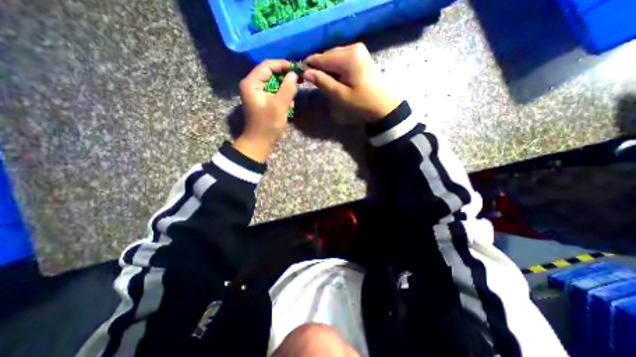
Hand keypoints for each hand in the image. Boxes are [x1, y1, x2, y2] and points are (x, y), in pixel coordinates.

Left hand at [235, 61, 299, 162]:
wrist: (260, 141)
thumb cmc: (268, 124)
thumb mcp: (279, 105)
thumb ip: (287, 88)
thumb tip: (294, 74)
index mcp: (251, 82)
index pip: (267, 65)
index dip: (283, 65)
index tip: (297, 69)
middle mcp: (252, 84)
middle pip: (270, 73)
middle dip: (285, 77)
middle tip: (299, 80)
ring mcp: (257, 92)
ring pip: (273, 83)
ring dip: (285, 88)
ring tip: (293, 96)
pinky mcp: (262, 100)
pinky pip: (273, 92)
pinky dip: (282, 95)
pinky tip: (288, 104)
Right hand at [304, 42, 401, 121]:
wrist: (383, 105)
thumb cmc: (362, 103)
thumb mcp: (340, 95)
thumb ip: (323, 82)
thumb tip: (305, 72)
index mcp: (348, 56)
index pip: (322, 58)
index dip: (309, 66)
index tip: (300, 75)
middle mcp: (353, 47)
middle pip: (327, 56)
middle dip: (318, 68)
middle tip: (311, 82)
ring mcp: (358, 50)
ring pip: (333, 57)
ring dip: (326, 69)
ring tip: (322, 82)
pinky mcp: (360, 56)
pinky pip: (341, 59)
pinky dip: (335, 69)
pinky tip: (334, 79)